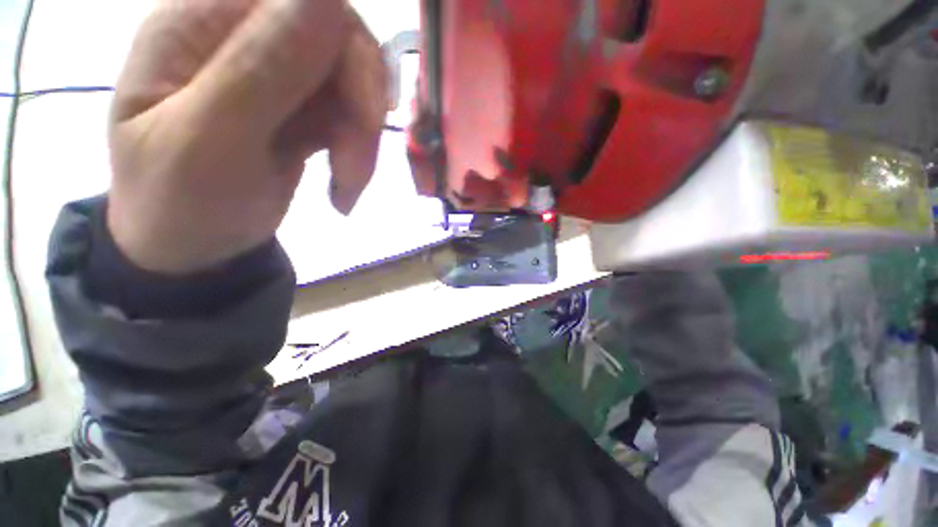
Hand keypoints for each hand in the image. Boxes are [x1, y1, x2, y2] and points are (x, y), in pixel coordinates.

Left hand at [108, 0, 387, 273]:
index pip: (303, 1)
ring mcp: (276, 75)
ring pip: (353, 90)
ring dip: (361, 144)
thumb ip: (257, 68)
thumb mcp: (208, 141)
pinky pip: (350, 120)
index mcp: (201, 21)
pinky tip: (342, 187)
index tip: (365, 119)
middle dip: (361, 115)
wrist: (192, 247)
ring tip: (346, 188)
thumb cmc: (178, 203)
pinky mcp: (300, 111)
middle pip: (340, 46)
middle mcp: (243, 36)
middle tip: (354, 173)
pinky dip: (357, 156)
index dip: (350, 53)